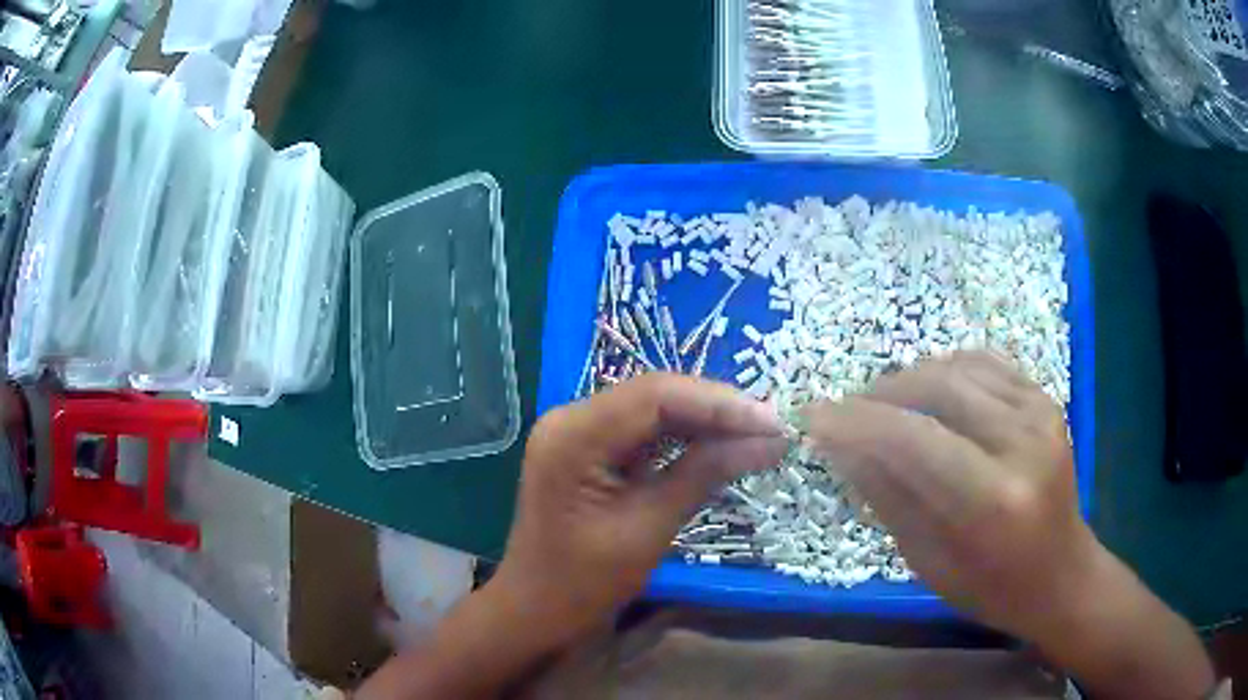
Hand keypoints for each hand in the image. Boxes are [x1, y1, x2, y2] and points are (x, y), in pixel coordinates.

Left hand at [490, 373, 787, 646]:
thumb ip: (706, 473)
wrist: (537, 610)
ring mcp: (576, 431)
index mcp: (573, 435)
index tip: (773, 422)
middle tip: (772, 427)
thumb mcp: (651, 527)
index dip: (720, 404)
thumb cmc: (585, 582)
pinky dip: (683, 438)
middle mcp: (569, 418)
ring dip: (705, 421)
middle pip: (655, 396)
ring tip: (757, 434)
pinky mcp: (587, 448)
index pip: (656, 396)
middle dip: (717, 410)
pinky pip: (642, 431)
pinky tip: (720, 446)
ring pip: (652, 409)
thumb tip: (770, 439)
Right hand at [800, 351, 1094, 639]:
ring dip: (910, 378)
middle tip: (846, 411)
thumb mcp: (929, 561)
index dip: (858, 422)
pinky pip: (987, 363)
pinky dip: (947, 367)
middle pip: (938, 388)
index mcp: (993, 502)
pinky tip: (928, 388)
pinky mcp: (1046, 400)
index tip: (814, 416)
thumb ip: (887, 496)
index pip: (913, 440)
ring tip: (881, 403)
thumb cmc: (992, 587)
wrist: (1060, 573)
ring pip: (959, 367)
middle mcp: (1023, 444)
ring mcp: (1041, 413)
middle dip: (881, 394)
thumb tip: (840, 445)